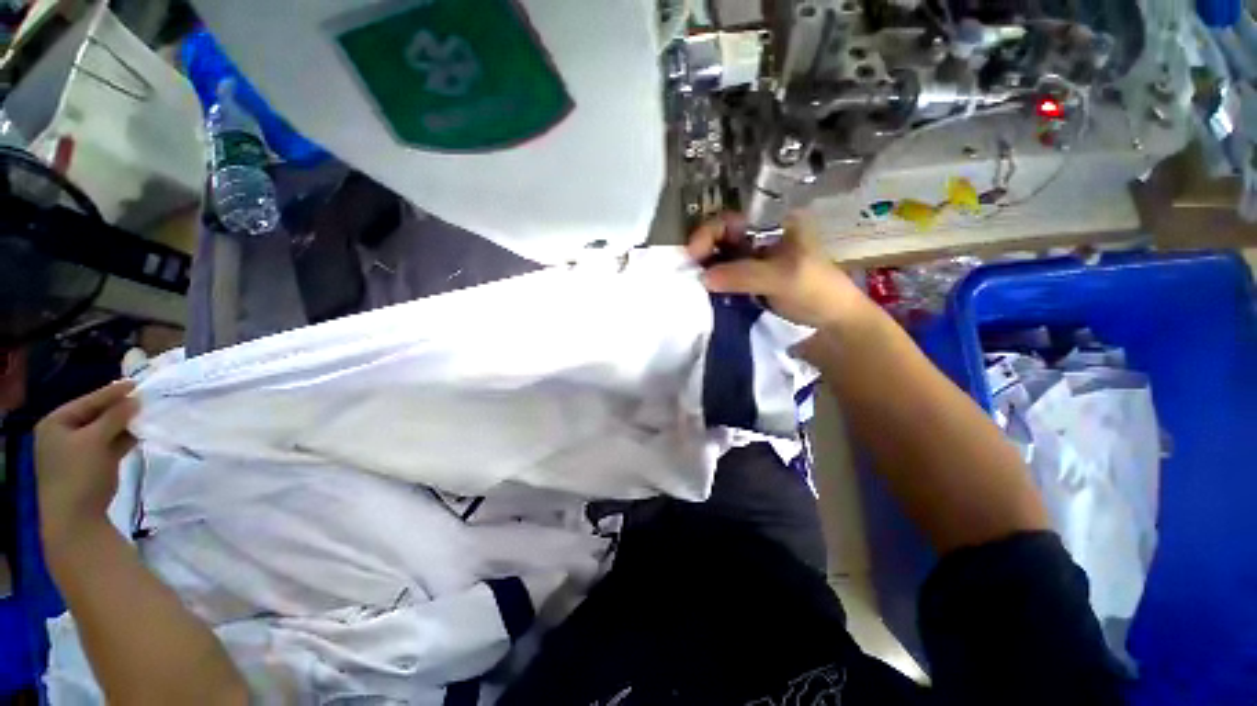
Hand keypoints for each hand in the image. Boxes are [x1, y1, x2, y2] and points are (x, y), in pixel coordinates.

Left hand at [35, 381, 138, 550]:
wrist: (75, 518)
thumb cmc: (79, 473)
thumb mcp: (95, 441)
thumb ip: (115, 417)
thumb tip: (135, 399)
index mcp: (56, 423)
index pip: (87, 401)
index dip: (112, 393)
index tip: (137, 384)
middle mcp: (63, 434)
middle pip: (95, 415)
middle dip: (119, 409)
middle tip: (144, 399)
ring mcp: (76, 451)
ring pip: (104, 431)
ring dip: (123, 424)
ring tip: (145, 415)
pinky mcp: (90, 465)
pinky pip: (108, 445)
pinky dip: (122, 439)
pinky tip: (138, 434)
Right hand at [686, 212, 872, 328]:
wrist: (831, 325)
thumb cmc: (816, 292)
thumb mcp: (783, 278)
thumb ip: (744, 275)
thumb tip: (703, 277)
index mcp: (775, 224)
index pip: (733, 220)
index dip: (710, 232)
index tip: (694, 253)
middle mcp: (761, 238)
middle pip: (723, 238)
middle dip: (704, 251)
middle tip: (689, 271)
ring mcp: (754, 261)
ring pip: (721, 258)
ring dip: (707, 269)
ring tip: (693, 284)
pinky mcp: (749, 282)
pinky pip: (725, 278)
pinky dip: (714, 284)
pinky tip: (705, 293)